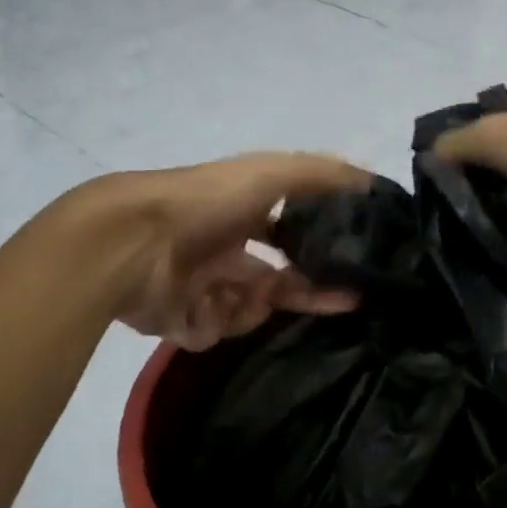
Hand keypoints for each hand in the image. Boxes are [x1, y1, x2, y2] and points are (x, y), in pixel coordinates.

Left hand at [62, 154, 370, 349]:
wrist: (133, 243)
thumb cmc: (206, 203)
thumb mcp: (272, 173)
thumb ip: (322, 175)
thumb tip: (373, 183)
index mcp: (239, 215)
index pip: (289, 236)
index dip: (320, 251)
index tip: (353, 269)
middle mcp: (220, 250)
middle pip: (273, 281)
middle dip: (305, 292)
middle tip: (345, 303)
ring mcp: (196, 286)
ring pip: (244, 311)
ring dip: (252, 307)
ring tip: (244, 299)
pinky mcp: (175, 320)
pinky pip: (209, 333)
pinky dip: (211, 324)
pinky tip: (202, 310)